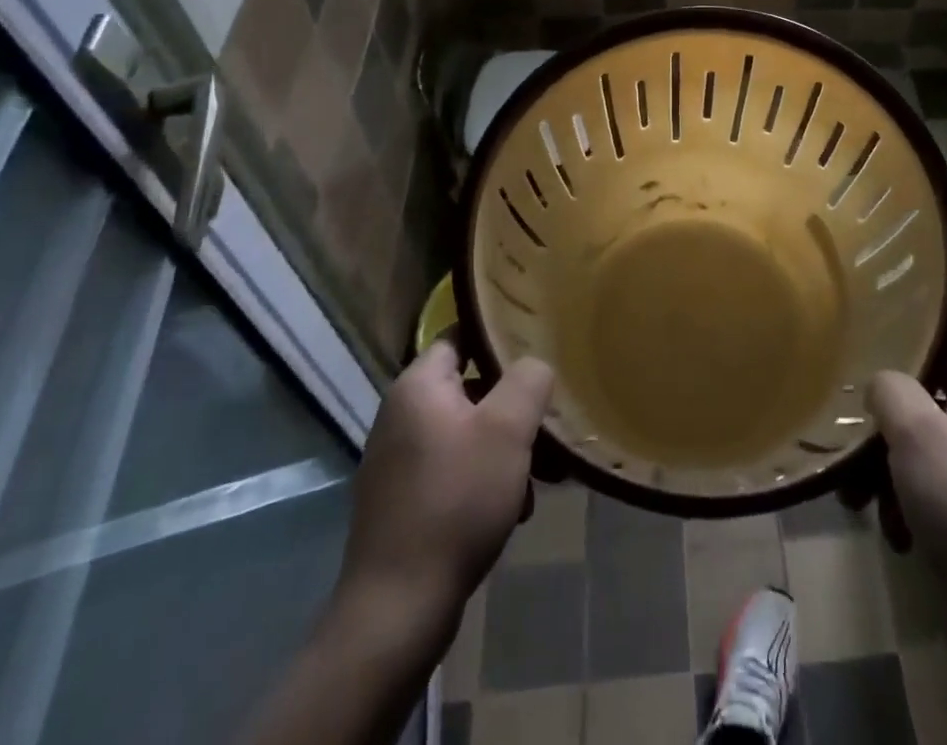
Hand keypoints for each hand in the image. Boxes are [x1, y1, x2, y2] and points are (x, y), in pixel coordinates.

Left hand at [335, 342, 552, 630]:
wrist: (397, 610)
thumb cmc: (456, 501)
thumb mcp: (507, 429)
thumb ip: (528, 380)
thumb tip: (534, 365)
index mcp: (417, 387)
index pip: (460, 336)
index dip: (499, 338)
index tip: (538, 349)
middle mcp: (400, 416)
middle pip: (470, 389)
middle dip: (514, 406)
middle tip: (549, 425)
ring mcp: (398, 463)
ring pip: (467, 434)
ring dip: (506, 449)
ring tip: (543, 479)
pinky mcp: (403, 503)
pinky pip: (455, 471)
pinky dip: (486, 480)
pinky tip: (515, 510)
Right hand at [868, 351, 946, 618]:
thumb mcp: (916, 430)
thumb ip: (890, 388)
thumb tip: (880, 385)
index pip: (940, 354)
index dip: (902, 356)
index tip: (861, 367)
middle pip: (921, 407)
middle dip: (881, 430)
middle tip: (851, 447)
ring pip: (917, 454)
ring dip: (882, 474)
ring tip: (857, 500)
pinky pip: (926, 494)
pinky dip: (903, 507)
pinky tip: (892, 532)